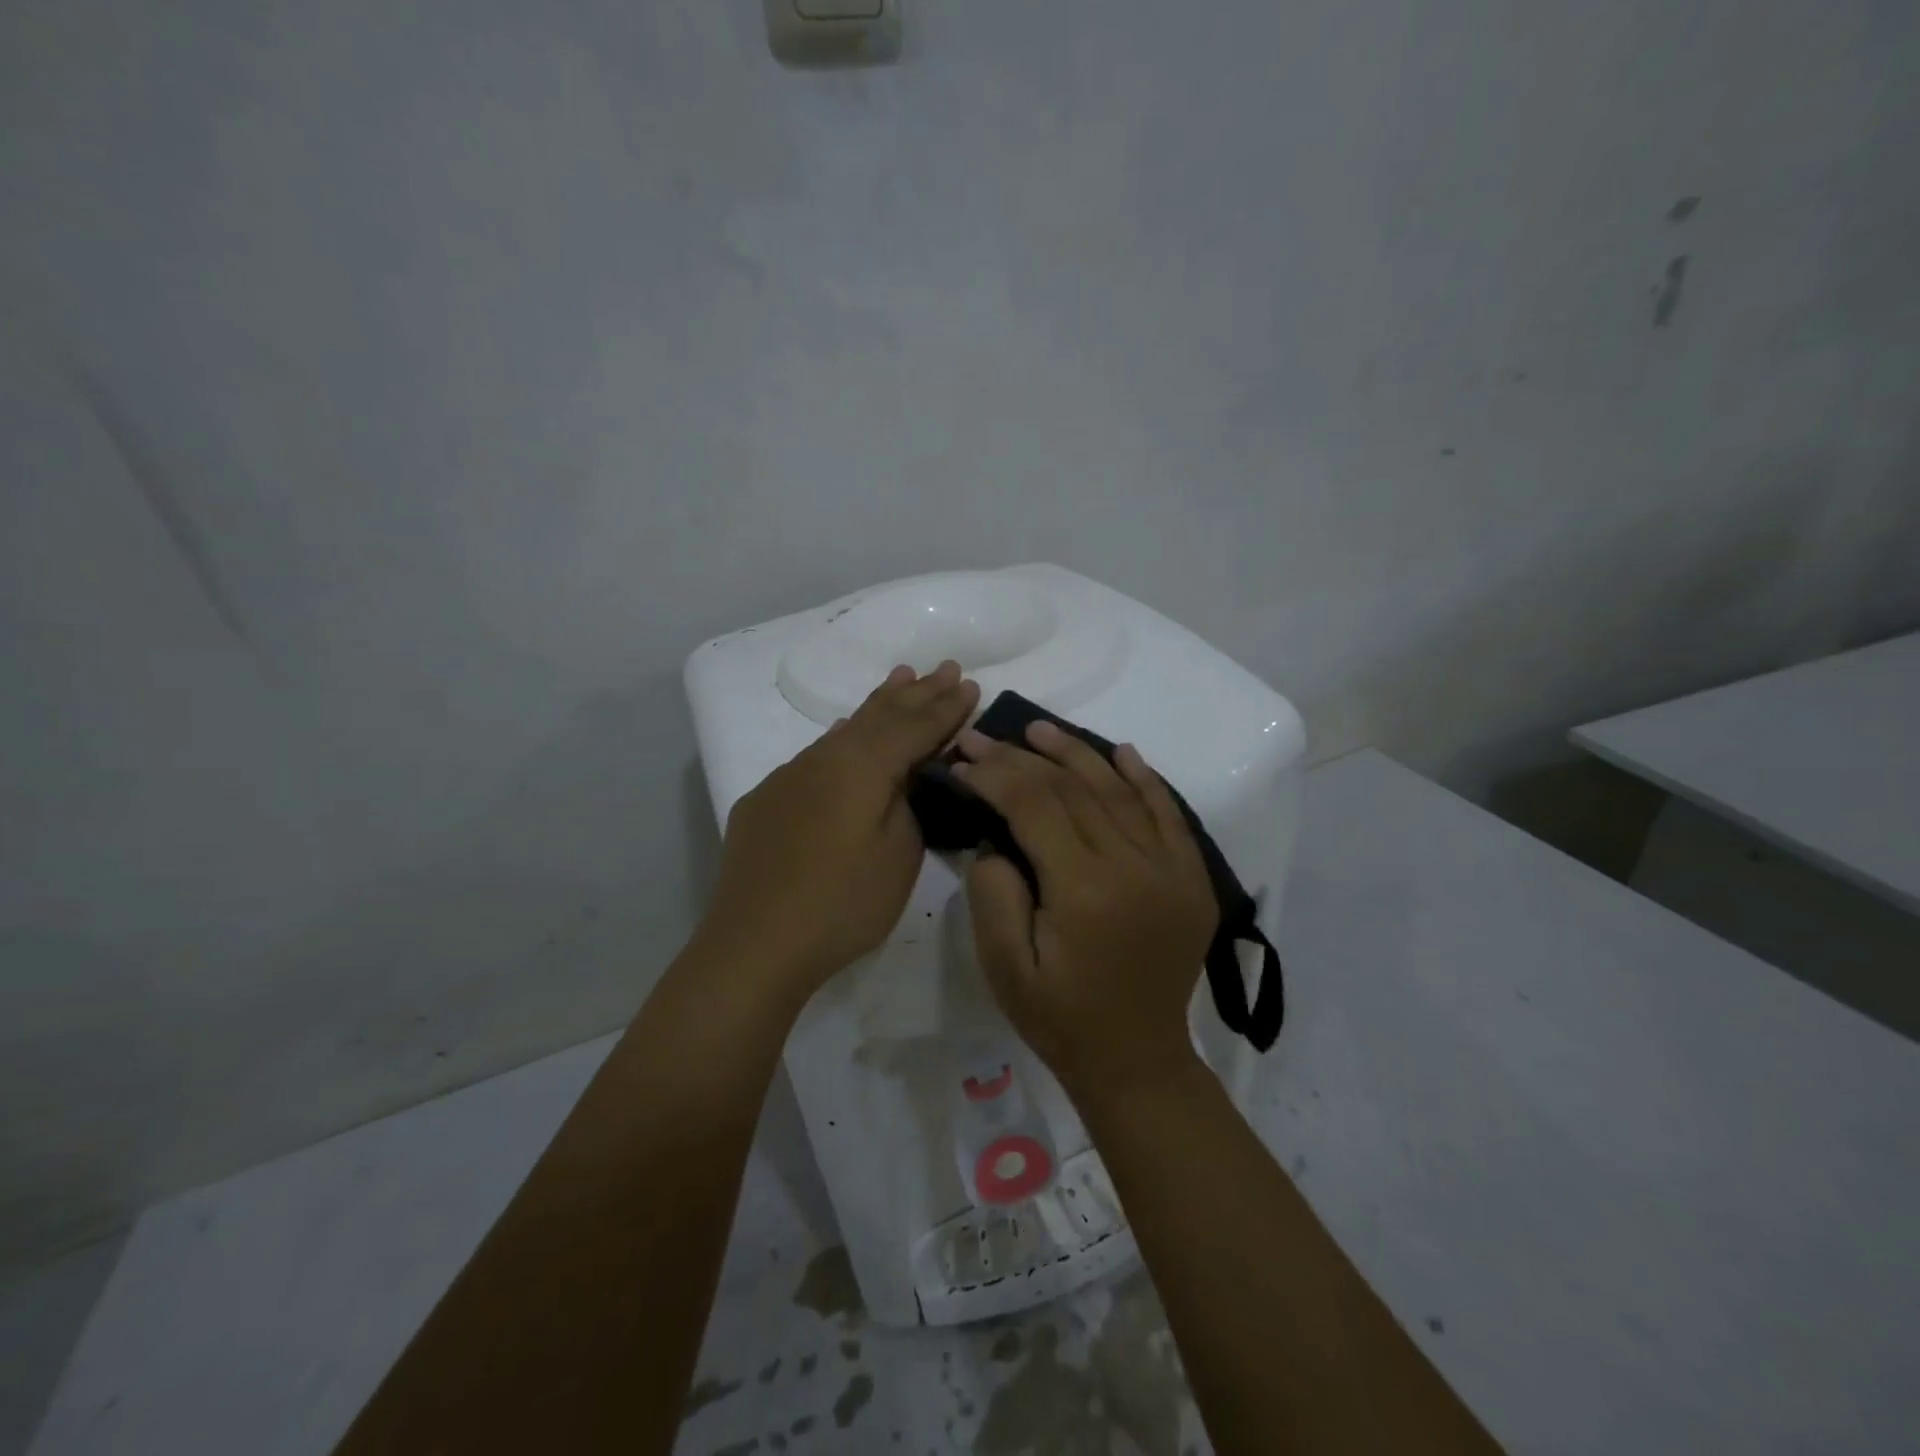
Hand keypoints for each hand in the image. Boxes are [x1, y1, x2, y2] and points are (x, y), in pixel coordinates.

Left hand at [702, 661, 979, 999]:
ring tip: (902, 677)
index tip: (970, 684)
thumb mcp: (899, 856)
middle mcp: (824, 758)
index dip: (946, 708)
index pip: (914, 727)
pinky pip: (817, 753)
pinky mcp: (767, 800)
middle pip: (880, 716)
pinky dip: (844, 735)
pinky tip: (847, 730)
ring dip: (879, 704)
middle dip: (917, 692)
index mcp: (862, 767)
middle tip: (945, 667)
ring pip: (845, 729)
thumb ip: (909, 804)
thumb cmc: (841, 904)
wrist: (754, 944)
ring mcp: (789, 776)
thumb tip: (905, 778)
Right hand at [955, 721, 1217, 1099]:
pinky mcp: (1191, 876)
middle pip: (1072, 790)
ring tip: (1037, 730)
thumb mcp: (1004, 967)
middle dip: (1020, 759)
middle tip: (982, 738)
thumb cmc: (1061, 1018)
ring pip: (1118, 790)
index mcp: (1086, 890)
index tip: (962, 760)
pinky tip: (1120, 751)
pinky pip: (1168, 812)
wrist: (1137, 1060)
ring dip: (1075, 753)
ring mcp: (1171, 868)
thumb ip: (993, 893)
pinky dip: (1142, 778)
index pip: (1034, 806)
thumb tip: (996, 838)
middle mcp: (1135, 867)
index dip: (994, 776)